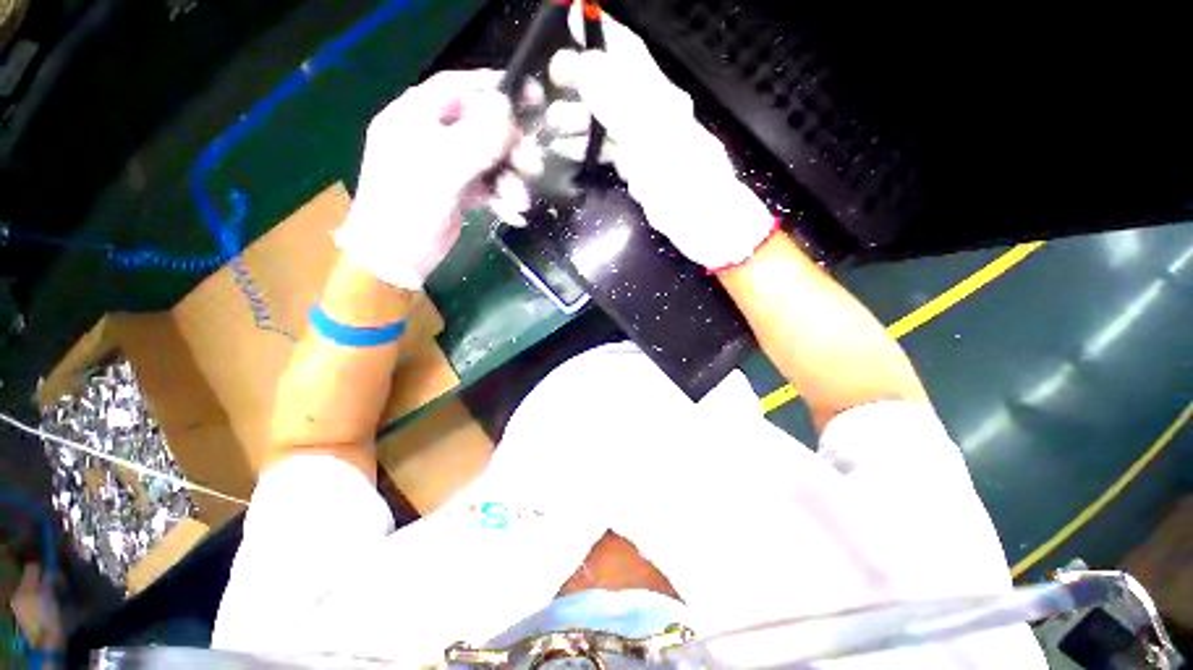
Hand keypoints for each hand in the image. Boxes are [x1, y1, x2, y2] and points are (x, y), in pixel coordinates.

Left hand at [337, 70, 520, 288]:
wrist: (397, 258)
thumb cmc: (408, 207)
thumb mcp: (441, 169)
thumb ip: (476, 138)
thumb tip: (508, 109)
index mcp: (417, 117)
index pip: (460, 88)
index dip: (495, 90)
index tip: (531, 97)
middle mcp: (434, 137)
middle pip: (483, 127)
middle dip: (511, 147)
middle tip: (532, 165)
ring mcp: (448, 166)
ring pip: (491, 160)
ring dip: (511, 180)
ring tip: (519, 203)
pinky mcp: (460, 192)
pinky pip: (489, 186)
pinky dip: (503, 198)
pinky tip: (513, 214)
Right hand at [545, 7, 775, 270]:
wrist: (703, 224)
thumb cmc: (685, 182)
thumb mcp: (654, 139)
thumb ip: (621, 103)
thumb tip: (588, 66)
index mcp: (659, 98)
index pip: (628, 53)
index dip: (601, 32)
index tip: (571, 15)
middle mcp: (650, 113)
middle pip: (610, 85)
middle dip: (579, 79)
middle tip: (550, 84)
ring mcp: (642, 141)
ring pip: (604, 119)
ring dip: (576, 117)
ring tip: (550, 125)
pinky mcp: (637, 167)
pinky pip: (607, 149)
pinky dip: (585, 148)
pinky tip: (565, 150)